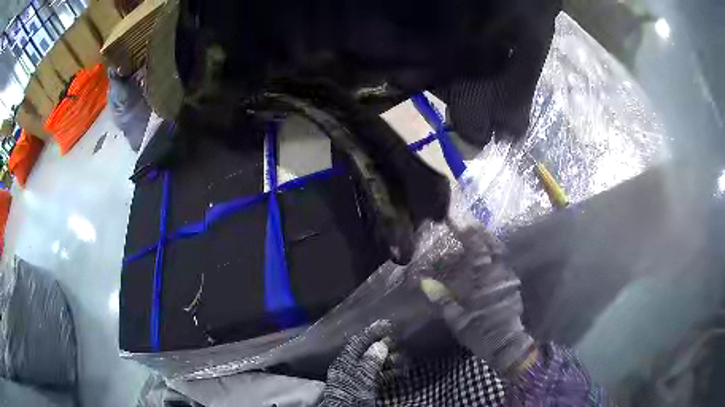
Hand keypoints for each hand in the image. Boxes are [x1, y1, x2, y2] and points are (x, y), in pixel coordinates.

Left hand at [319, 320, 393, 405]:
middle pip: (367, 352)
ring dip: (388, 359)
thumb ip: (370, 361)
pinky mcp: (364, 389)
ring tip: (403, 356)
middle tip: (400, 340)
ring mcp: (357, 379)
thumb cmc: (352, 394)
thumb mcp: (361, 377)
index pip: (358, 342)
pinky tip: (399, 371)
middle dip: (384, 346)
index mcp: (344, 362)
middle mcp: (349, 368)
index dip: (372, 332)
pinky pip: (377, 376)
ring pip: (374, 364)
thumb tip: (381, 344)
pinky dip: (388, 371)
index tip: (388, 323)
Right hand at [420, 224, 534, 375]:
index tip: (455, 220)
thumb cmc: (481, 331)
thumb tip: (424, 282)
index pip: (477, 249)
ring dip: (490, 242)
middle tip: (469, 225)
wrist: (507, 345)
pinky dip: (495, 255)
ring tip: (479, 237)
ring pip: (501, 253)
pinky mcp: (514, 286)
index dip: (466, 232)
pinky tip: (489, 259)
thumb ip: (442, 299)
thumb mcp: (457, 319)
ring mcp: (509, 278)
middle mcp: (500, 274)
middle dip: (481, 233)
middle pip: (493, 245)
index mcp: (485, 279)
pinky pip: (504, 263)